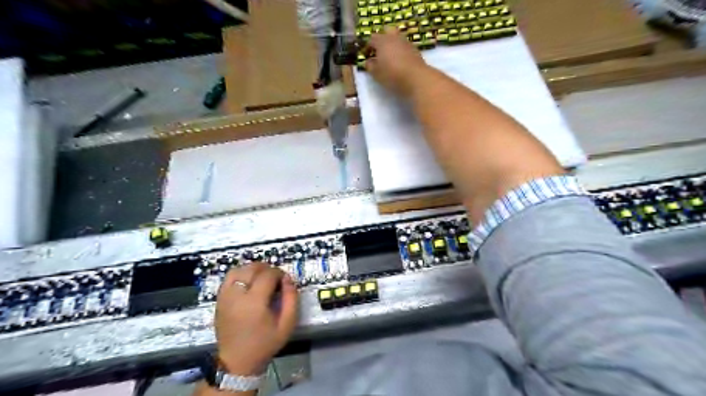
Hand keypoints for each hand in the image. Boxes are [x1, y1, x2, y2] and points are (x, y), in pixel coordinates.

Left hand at [214, 265, 297, 375]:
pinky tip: (248, 282)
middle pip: (252, 268)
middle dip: (266, 268)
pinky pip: (228, 278)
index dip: (279, 273)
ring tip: (261, 277)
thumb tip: (288, 278)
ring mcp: (225, 297)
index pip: (268, 274)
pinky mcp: (219, 300)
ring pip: (238, 270)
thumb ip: (291, 299)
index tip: (284, 280)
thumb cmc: (265, 343)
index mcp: (255, 302)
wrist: (238, 361)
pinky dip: (240, 274)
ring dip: (252, 269)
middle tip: (274, 278)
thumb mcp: (287, 324)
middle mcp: (237, 295)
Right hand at [367, 26, 426, 95]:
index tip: (366, 56)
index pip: (371, 39)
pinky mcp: (415, 49)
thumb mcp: (376, 73)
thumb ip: (370, 66)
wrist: (416, 78)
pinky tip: (399, 61)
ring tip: (390, 57)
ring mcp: (406, 42)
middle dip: (381, 39)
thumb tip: (368, 61)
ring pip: (397, 38)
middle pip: (386, 32)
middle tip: (379, 51)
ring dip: (392, 45)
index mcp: (382, 41)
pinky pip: (404, 46)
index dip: (367, 47)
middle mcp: (394, 38)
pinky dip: (400, 51)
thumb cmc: (392, 75)